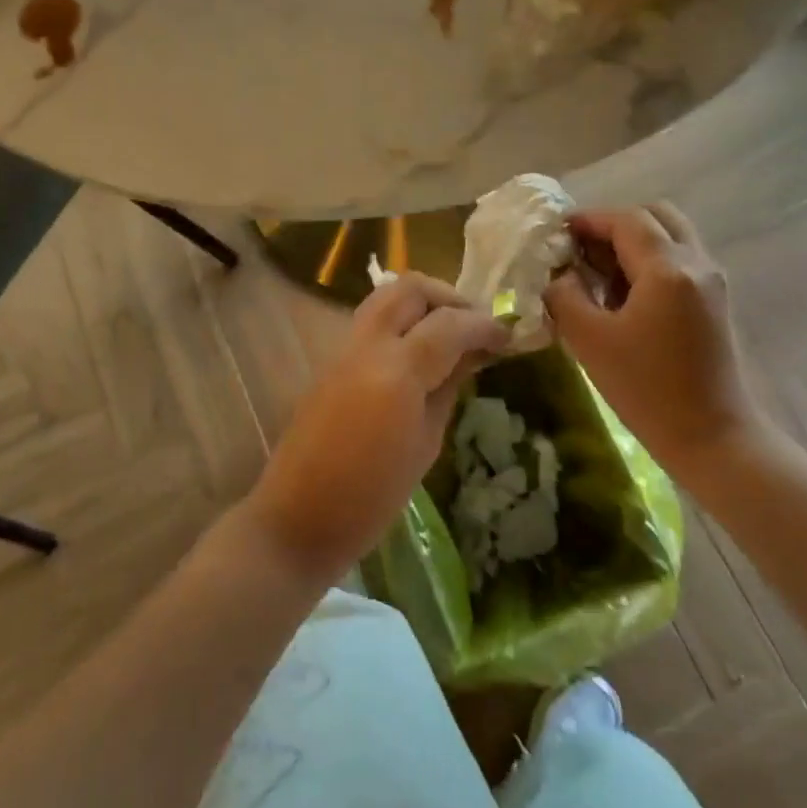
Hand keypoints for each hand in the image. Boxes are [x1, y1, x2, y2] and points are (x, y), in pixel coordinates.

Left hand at [246, 272, 508, 581]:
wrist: (298, 518)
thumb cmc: (371, 497)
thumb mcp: (425, 446)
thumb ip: (447, 389)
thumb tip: (470, 356)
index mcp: (397, 370)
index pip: (450, 323)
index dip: (484, 325)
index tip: (508, 335)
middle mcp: (367, 346)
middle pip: (409, 288)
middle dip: (448, 297)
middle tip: (474, 325)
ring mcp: (342, 350)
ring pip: (386, 298)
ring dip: (422, 305)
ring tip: (450, 336)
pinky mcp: (329, 362)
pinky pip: (370, 324)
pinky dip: (401, 323)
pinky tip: (419, 354)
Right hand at [544, 205, 766, 469]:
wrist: (712, 437)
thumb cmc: (647, 389)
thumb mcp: (589, 341)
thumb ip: (564, 297)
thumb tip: (559, 276)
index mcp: (668, 269)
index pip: (626, 220)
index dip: (589, 219)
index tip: (558, 233)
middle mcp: (697, 264)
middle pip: (656, 216)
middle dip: (615, 224)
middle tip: (582, 249)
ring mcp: (712, 282)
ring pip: (671, 237)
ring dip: (634, 242)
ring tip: (599, 273)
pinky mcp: (715, 302)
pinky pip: (680, 261)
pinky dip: (650, 261)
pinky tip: (624, 295)